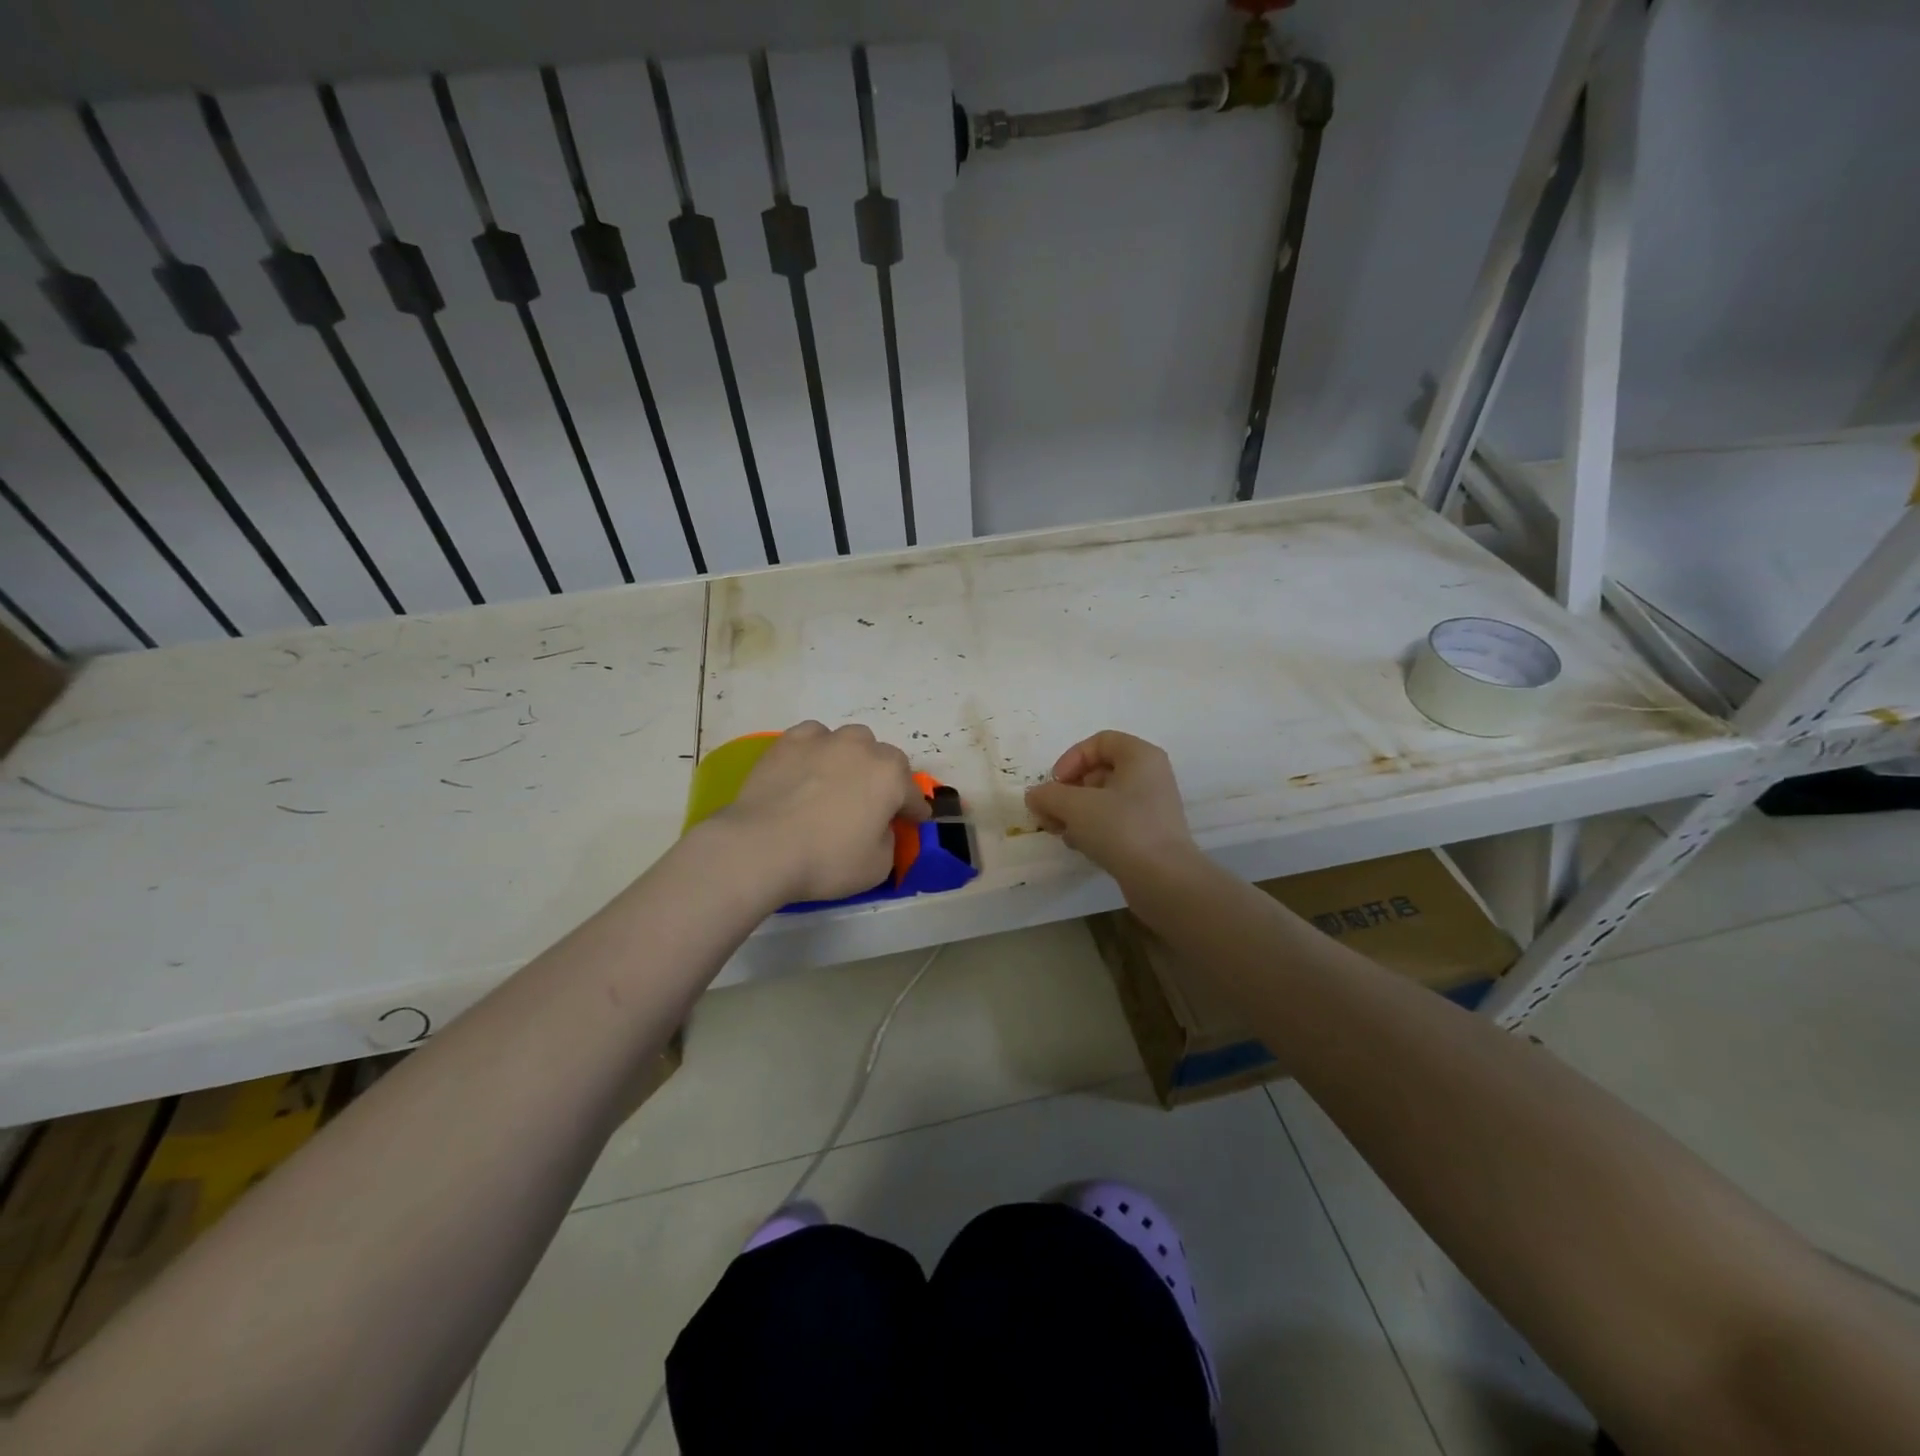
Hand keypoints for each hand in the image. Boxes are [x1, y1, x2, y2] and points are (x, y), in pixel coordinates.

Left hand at [713, 721, 929, 904]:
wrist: (760, 847)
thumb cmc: (826, 860)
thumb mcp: (877, 867)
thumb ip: (888, 841)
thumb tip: (879, 827)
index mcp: (890, 777)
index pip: (913, 794)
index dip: (914, 811)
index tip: (912, 821)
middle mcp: (862, 748)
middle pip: (885, 759)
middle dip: (885, 779)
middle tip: (873, 804)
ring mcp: (824, 740)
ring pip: (851, 741)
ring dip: (854, 758)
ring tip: (840, 781)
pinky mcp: (789, 742)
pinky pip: (814, 737)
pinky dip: (818, 750)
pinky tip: (809, 768)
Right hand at [1025, 730, 1197, 883]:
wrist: (1163, 881)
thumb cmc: (1121, 829)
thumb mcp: (1075, 806)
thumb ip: (1048, 795)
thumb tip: (1035, 795)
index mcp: (1140, 756)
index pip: (1099, 742)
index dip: (1071, 759)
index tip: (1054, 784)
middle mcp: (1150, 776)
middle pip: (1099, 772)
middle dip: (1067, 791)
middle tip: (1049, 813)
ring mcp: (1151, 807)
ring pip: (1103, 799)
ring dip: (1075, 812)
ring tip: (1060, 832)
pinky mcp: (1148, 834)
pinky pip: (1114, 821)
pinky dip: (1092, 829)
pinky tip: (1079, 846)